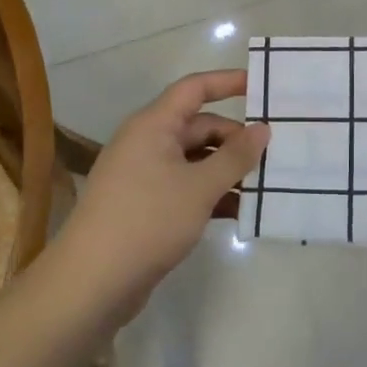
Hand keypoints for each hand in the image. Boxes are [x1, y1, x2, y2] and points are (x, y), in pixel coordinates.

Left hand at [53, 70, 269, 309]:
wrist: (91, 284)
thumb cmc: (147, 221)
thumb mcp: (200, 187)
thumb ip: (235, 156)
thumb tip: (262, 129)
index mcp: (153, 126)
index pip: (194, 89)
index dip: (227, 82)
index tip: (262, 85)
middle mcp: (146, 143)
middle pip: (199, 127)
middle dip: (236, 138)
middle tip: (275, 153)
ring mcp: (144, 177)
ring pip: (195, 161)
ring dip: (227, 170)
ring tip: (265, 185)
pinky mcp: (146, 207)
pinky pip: (186, 188)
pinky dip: (212, 195)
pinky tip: (240, 212)